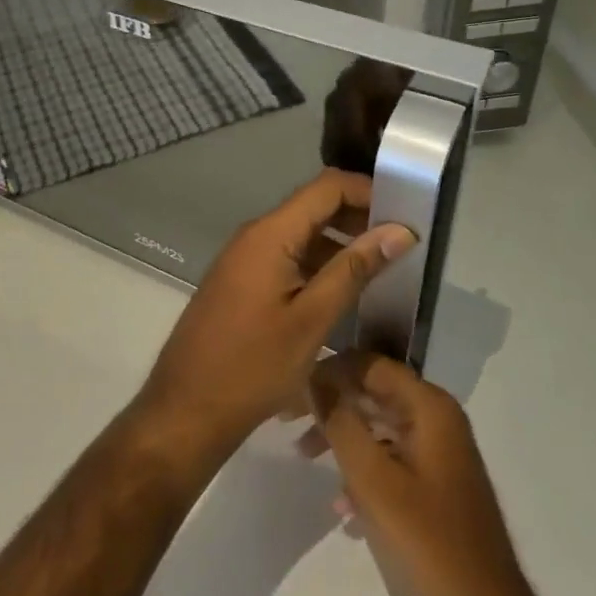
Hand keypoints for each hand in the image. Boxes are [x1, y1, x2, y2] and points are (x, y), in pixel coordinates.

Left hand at [134, 171, 413, 467]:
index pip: (327, 187)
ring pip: (302, 234)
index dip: (369, 190)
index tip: (408, 212)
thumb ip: (354, 269)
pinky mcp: (243, 281)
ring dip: (342, 243)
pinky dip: (320, 263)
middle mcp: (255, 234)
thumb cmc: (253, 366)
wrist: (187, 408)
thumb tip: (400, 230)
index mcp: (270, 233)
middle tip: (404, 243)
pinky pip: (288, 256)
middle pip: (314, 206)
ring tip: (386, 267)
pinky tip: (346, 289)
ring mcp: (246, 258)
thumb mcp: (312, 319)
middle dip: (360, 217)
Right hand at [306, 352, 537, 595]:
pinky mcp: (433, 485)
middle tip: (288, 418)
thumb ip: (340, 423)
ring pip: (377, 425)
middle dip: (330, 403)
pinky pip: (388, 458)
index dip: (328, 370)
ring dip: (341, 437)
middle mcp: (436, 419)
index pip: (369, 364)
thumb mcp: (374, 482)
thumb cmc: (429, 545)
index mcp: (430, 408)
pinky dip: (362, 471)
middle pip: (372, 391)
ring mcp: (436, 453)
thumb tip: (312, 378)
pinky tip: (343, 508)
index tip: (291, 390)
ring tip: (305, 457)